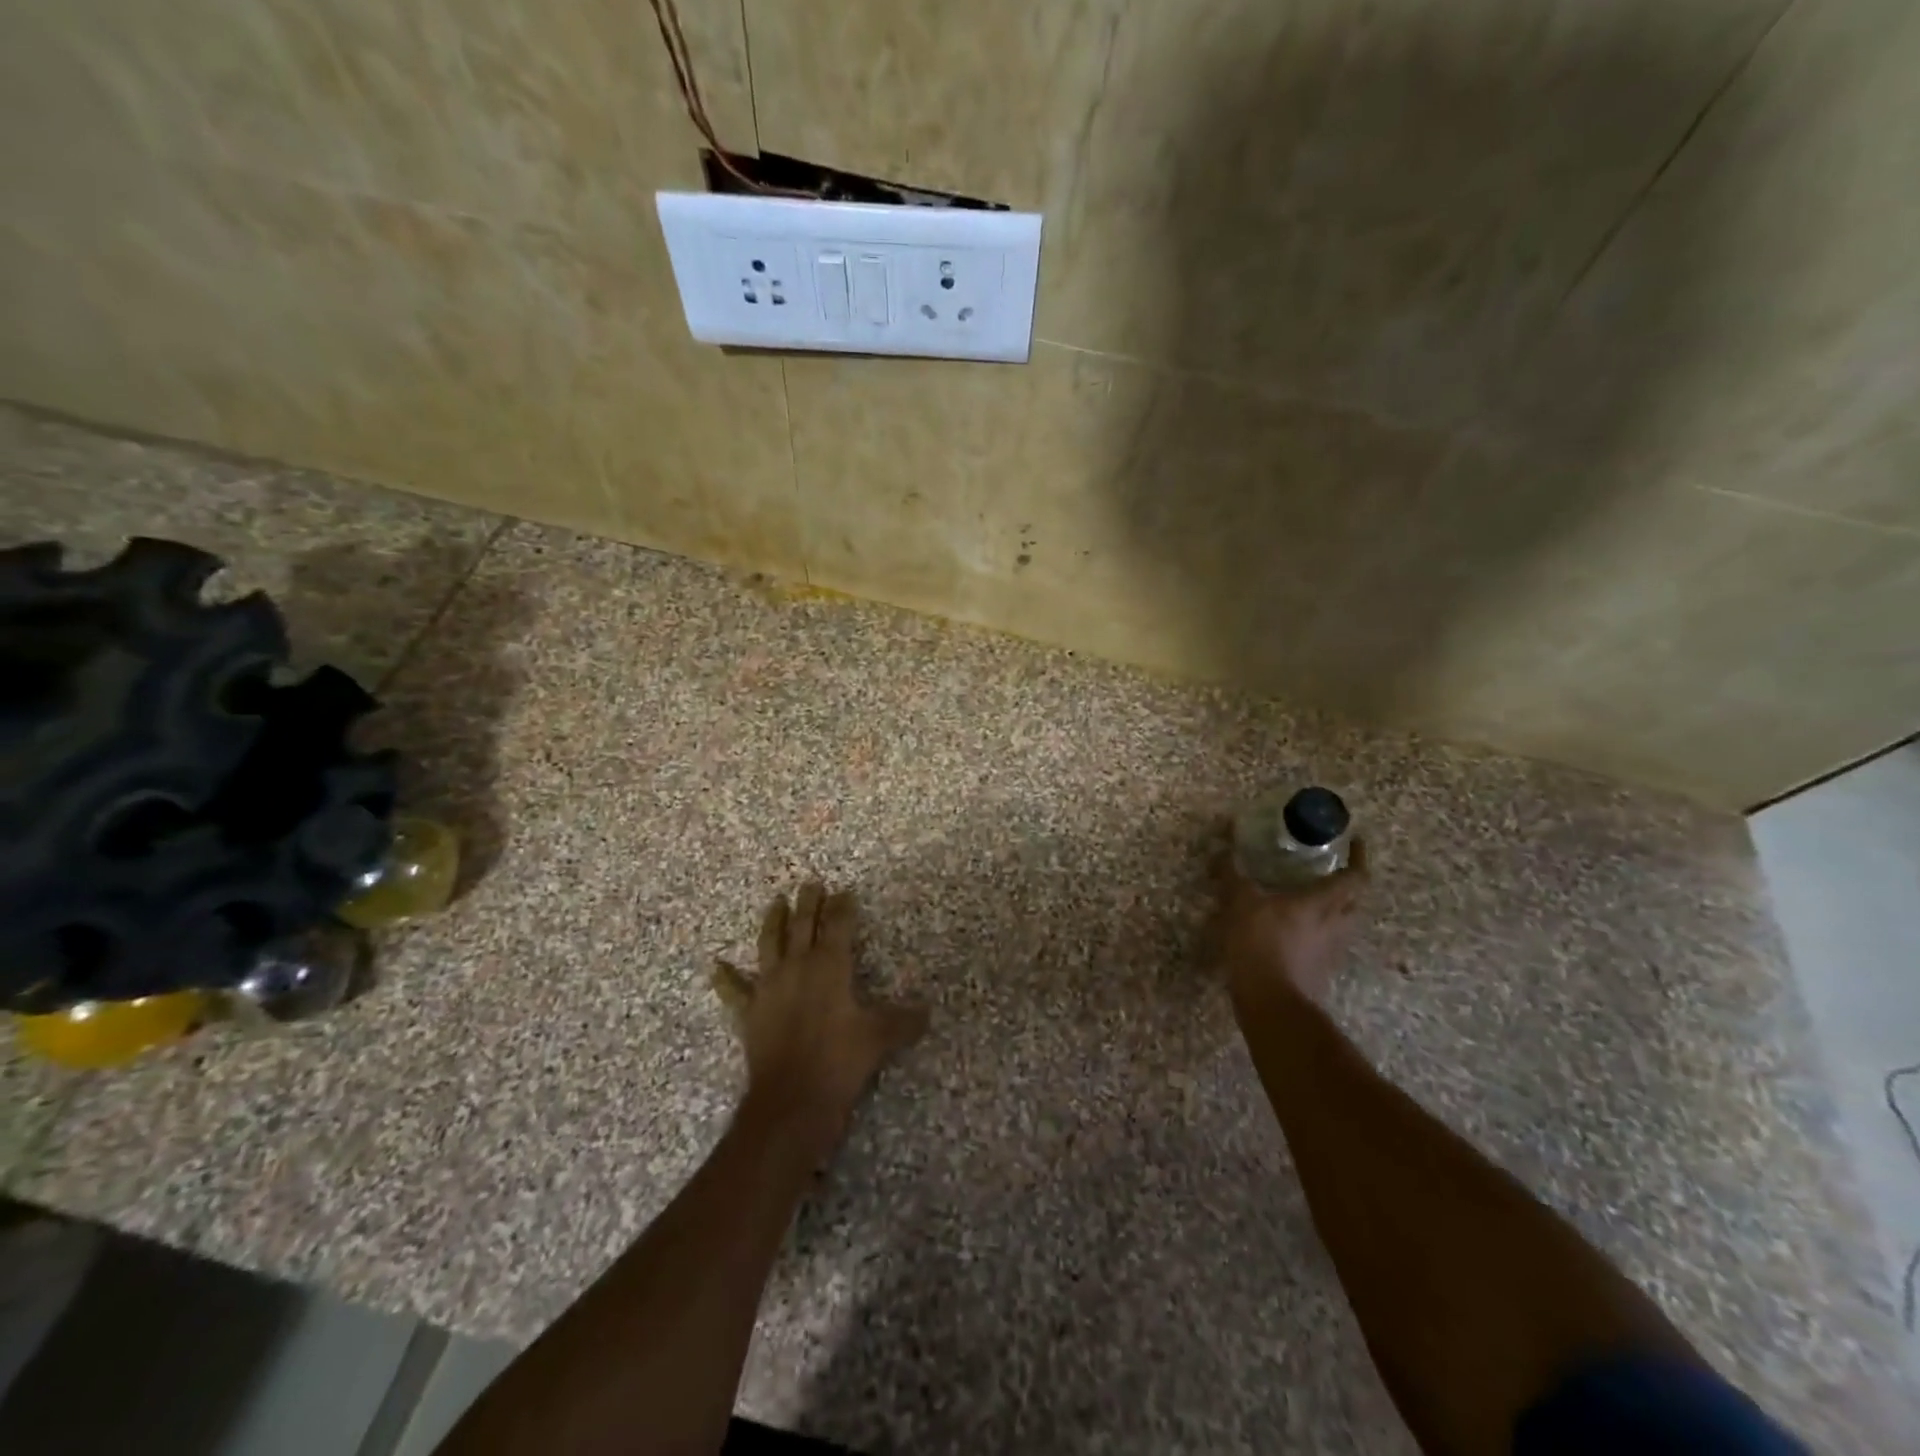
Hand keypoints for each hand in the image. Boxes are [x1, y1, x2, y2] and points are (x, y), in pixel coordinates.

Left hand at [712, 882, 927, 1151]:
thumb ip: (904, 1021)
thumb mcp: (880, 1038)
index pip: (838, 925)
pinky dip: (726, 978)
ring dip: (774, 921)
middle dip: (809, 903)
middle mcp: (797, 966)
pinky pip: (735, 990)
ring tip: (776, 901)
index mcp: (829, 965)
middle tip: (810, 883)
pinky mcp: (750, 1012)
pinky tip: (717, 966)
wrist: (791, 1101)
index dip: (842, 907)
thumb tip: (928, 1011)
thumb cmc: (839, 1061)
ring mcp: (769, 987)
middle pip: (803, 925)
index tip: (845, 892)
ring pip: (770, 944)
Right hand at [1217, 838, 1369, 1006]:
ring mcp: (1332, 951)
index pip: (1356, 876)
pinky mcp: (1321, 971)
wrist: (1272, 1003)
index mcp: (1323, 903)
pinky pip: (1327, 943)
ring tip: (1310, 899)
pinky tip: (1296, 931)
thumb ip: (1232, 875)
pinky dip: (1318, 932)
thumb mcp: (1240, 903)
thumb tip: (1222, 850)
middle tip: (1329, 870)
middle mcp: (1336, 925)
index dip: (1359, 857)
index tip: (1356, 842)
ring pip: (1343, 923)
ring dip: (1335, 909)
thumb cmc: (1261, 945)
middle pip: (1355, 900)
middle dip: (1348, 884)